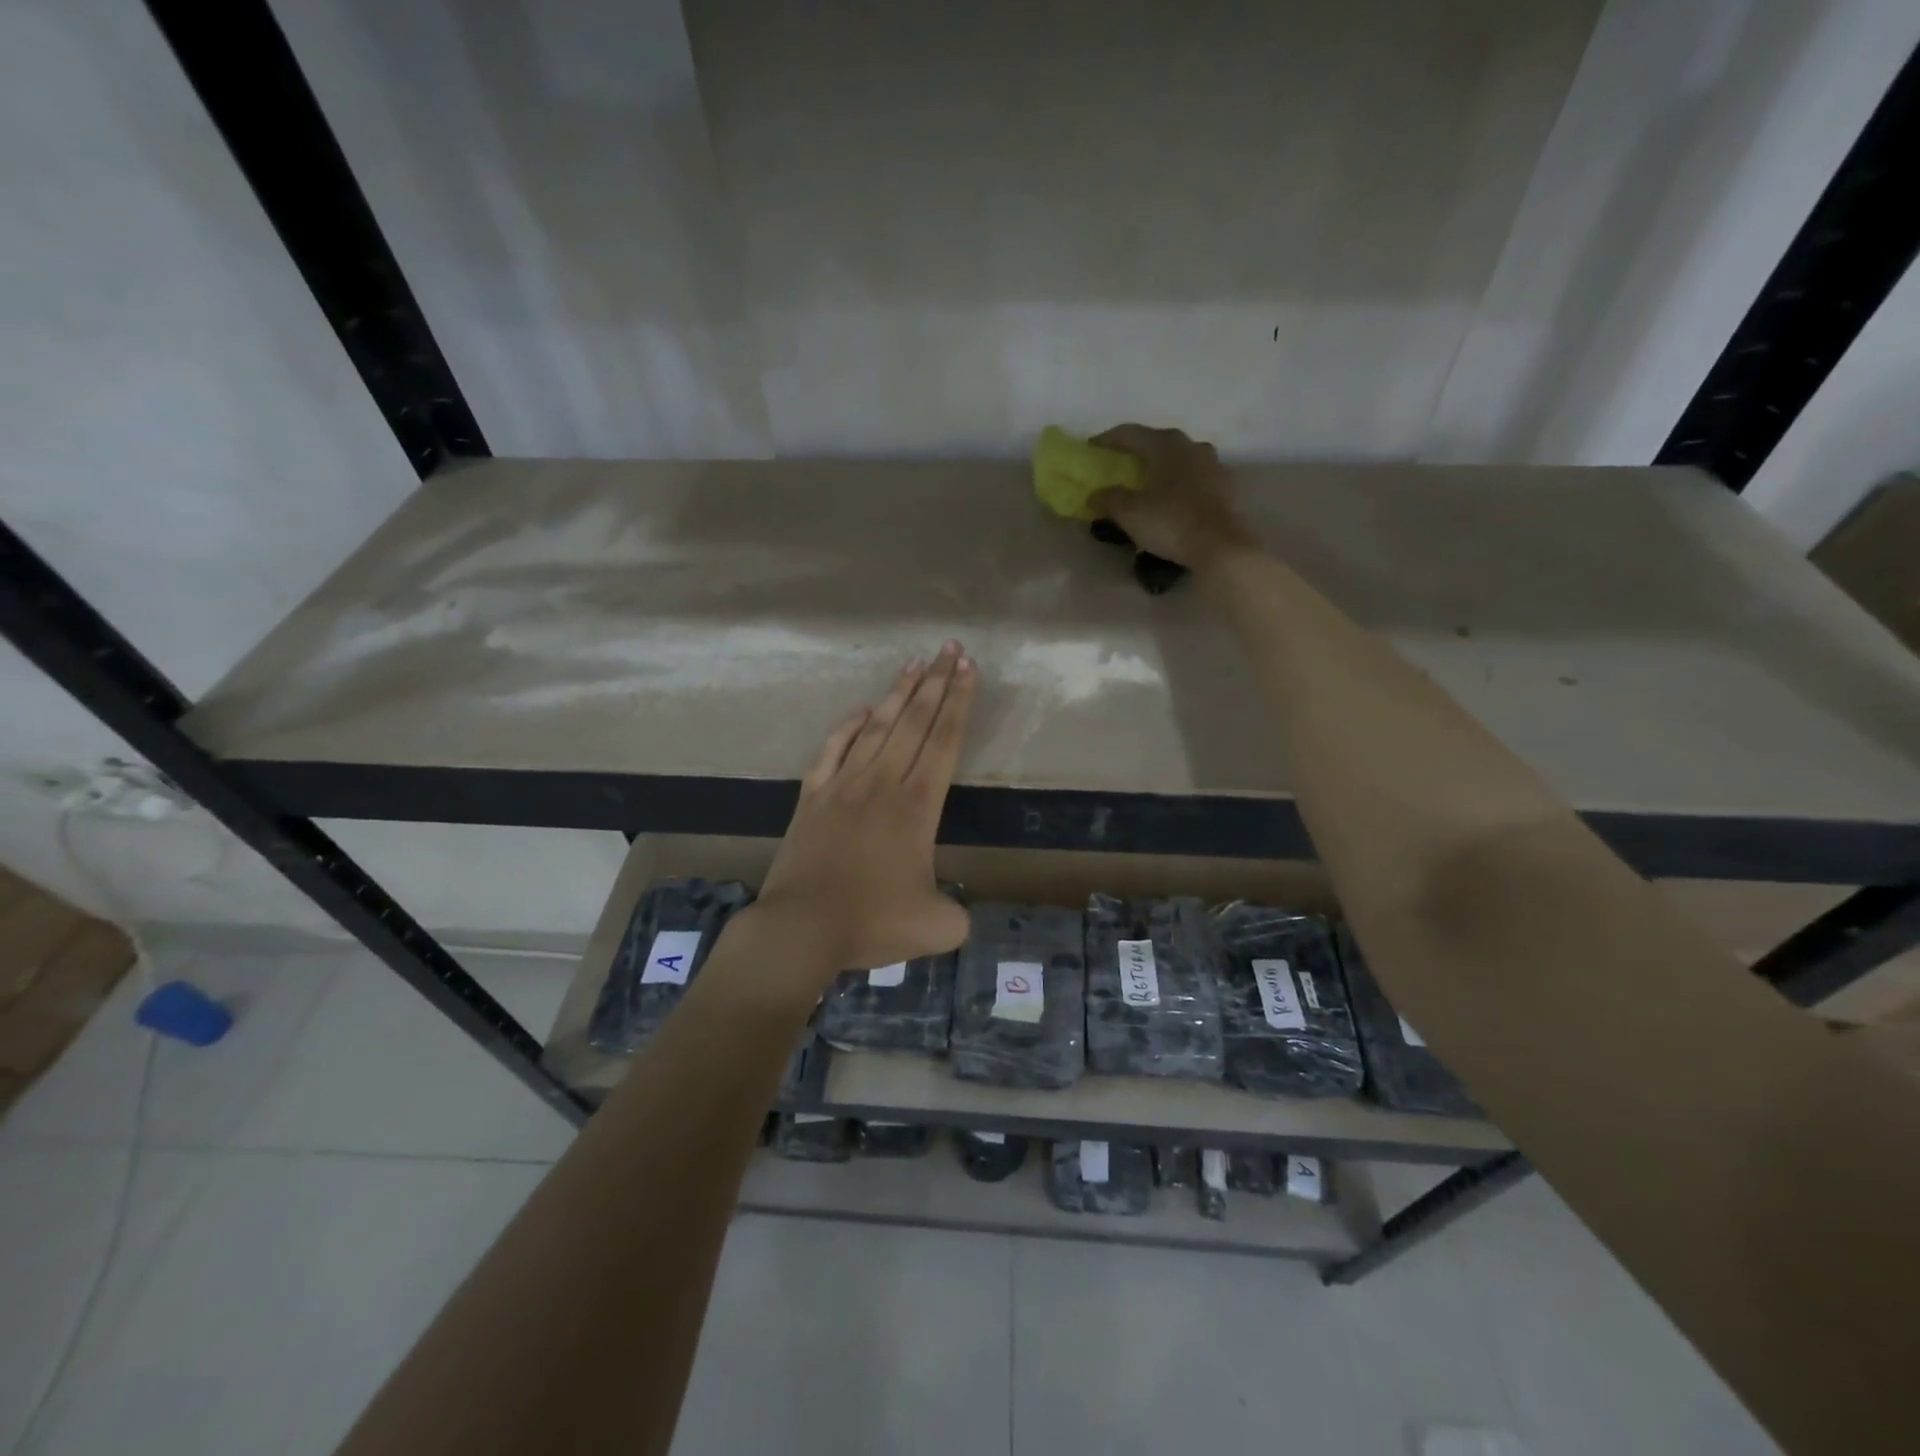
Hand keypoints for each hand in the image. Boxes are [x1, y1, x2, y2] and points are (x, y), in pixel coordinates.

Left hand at [751, 641, 976, 976]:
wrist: (801, 927)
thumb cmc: (871, 922)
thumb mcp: (937, 927)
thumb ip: (957, 913)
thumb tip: (954, 908)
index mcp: (917, 805)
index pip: (945, 740)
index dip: (960, 702)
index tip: (969, 668)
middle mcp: (882, 782)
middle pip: (915, 721)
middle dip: (937, 682)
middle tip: (951, 648)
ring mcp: (843, 784)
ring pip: (876, 726)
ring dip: (898, 693)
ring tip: (916, 664)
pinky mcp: (813, 795)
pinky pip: (833, 748)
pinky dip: (848, 725)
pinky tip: (861, 709)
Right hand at [1090, 424, 1256, 569]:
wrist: (1221, 547)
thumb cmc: (1171, 522)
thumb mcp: (1129, 513)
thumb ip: (1109, 499)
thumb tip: (1095, 495)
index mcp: (1167, 445)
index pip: (1131, 433)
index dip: (1108, 439)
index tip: (1090, 448)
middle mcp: (1192, 447)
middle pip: (1158, 442)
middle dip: (1137, 452)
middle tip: (1119, 465)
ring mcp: (1214, 466)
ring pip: (1180, 459)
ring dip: (1162, 466)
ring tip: (1148, 482)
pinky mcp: (1226, 488)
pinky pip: (1195, 478)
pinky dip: (1179, 484)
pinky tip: (1172, 498)